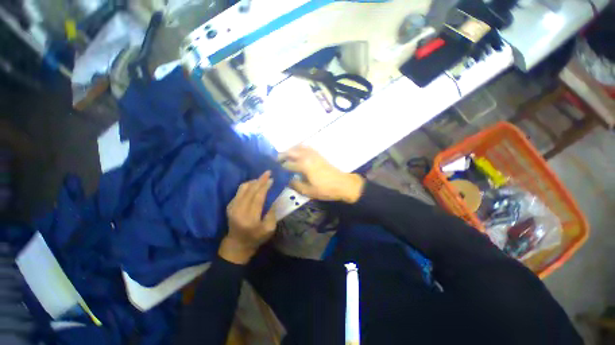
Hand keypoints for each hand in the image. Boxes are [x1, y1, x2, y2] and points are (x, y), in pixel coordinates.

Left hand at [220, 171, 276, 264]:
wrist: (237, 244)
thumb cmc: (256, 238)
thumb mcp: (269, 229)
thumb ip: (272, 213)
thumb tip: (273, 199)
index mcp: (250, 218)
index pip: (258, 197)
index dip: (265, 186)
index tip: (272, 179)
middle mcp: (239, 210)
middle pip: (250, 190)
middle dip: (260, 180)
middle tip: (268, 172)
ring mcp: (232, 207)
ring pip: (243, 188)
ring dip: (253, 181)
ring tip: (262, 178)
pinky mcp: (229, 206)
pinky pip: (239, 191)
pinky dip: (248, 185)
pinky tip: (254, 185)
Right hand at [279, 145, 364, 202]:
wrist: (343, 184)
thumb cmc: (325, 189)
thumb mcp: (308, 191)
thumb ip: (295, 185)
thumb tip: (286, 180)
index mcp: (303, 165)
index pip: (287, 164)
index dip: (280, 168)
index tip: (274, 171)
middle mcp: (307, 156)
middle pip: (290, 152)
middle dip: (281, 156)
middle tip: (276, 161)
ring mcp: (313, 153)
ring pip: (297, 147)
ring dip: (289, 150)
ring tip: (285, 157)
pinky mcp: (318, 154)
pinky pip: (306, 147)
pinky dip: (298, 148)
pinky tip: (297, 154)